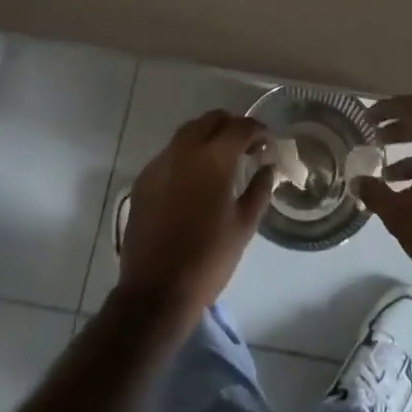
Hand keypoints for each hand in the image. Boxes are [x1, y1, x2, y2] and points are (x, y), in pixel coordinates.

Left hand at [117, 110, 274, 328]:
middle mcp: (185, 150)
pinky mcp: (144, 179)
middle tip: (246, 145)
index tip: (268, 142)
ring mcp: (160, 162)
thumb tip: (267, 167)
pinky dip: (187, 154)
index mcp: (214, 158)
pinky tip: (194, 178)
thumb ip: (260, 190)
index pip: (241, 127)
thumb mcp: (244, 226)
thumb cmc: (208, 259)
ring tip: (221, 158)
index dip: (258, 130)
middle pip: (211, 120)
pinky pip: (170, 153)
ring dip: (208, 136)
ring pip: (188, 132)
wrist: (155, 291)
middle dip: (232, 126)